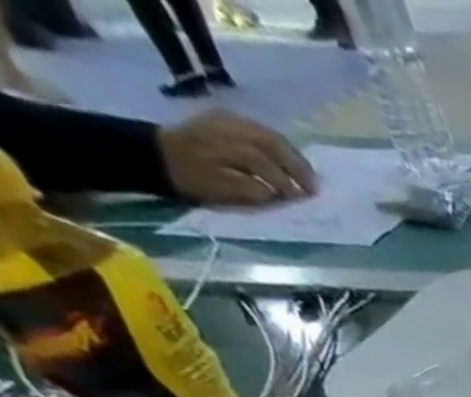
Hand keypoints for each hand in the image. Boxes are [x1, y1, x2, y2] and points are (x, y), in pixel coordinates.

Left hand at [157, 112, 315, 204]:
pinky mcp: (225, 119)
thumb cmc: (192, 180)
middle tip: (314, 188)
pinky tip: (286, 159)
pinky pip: (259, 130)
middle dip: (297, 167)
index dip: (289, 183)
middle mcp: (229, 128)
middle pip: (273, 144)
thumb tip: (279, 194)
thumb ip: (251, 190)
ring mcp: (227, 120)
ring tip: (305, 175)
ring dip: (292, 156)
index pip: (267, 164)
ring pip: (269, 135)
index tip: (305, 201)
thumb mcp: (222, 191)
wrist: (156, 154)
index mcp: (227, 146)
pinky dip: (279, 145)